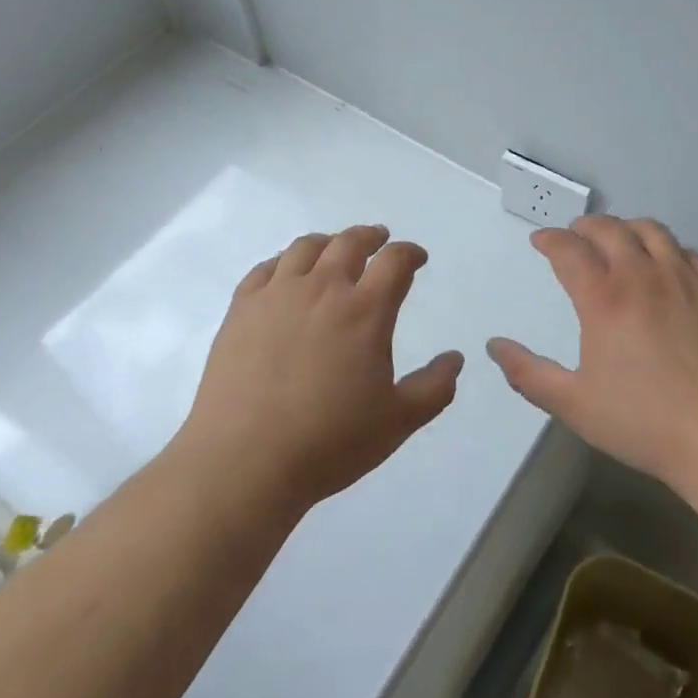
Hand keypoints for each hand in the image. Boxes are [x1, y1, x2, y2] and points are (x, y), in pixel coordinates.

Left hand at [177, 225, 463, 515]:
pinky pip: (266, 268)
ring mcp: (277, 294)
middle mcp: (323, 288)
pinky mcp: (242, 308)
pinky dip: (283, 261)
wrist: (244, 460)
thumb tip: (456, 358)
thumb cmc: (328, 442)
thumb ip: (433, 388)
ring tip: (334, 248)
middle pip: (350, 242)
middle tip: (379, 239)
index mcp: (365, 310)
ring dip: (328, 242)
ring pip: (306, 247)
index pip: (395, 261)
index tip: (416, 257)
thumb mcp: (397, 422)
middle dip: (370, 236)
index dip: (410, 253)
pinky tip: (286, 272)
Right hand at [487, 215, 697, 496]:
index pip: (568, 249)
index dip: (550, 239)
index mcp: (603, 299)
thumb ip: (528, 374)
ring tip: (618, 240)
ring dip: (626, 228)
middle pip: (609, 229)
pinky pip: (688, 252)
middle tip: (574, 237)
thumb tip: (494, 346)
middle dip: (584, 227)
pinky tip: (665, 264)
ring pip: (651, 231)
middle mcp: (642, 276)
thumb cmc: (645, 423)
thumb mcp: (574, 405)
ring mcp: (684, 280)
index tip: (540, 241)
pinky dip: (666, 248)